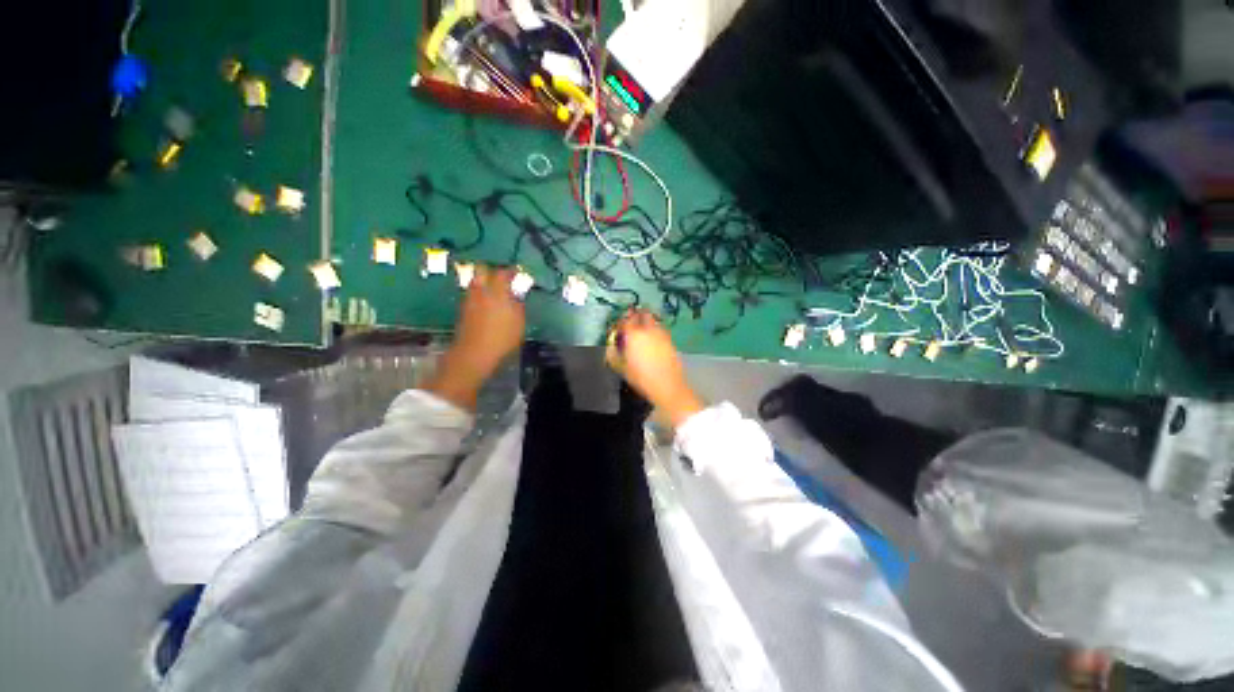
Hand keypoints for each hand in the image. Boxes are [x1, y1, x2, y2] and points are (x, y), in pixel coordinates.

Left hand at [423, 265, 525, 409]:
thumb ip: (518, 305)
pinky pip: (472, 293)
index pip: (503, 273)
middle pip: (482, 270)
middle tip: (502, 277)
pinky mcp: (463, 309)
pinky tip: (486, 302)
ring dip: (483, 281)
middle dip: (492, 271)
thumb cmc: (502, 337)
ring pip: (475, 281)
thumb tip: (516, 294)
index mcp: (497, 291)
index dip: (511, 271)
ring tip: (494, 289)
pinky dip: (479, 293)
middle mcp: (481, 291)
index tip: (518, 272)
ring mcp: (469, 299)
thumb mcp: (519, 322)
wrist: (475, 353)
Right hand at [606, 308, 703, 427]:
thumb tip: (610, 347)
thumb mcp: (622, 368)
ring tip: (644, 328)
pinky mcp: (671, 340)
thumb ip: (613, 354)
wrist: (667, 385)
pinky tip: (654, 339)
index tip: (620, 324)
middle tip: (633, 320)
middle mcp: (648, 330)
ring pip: (654, 320)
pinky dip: (656, 329)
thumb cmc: (641, 378)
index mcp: (634, 335)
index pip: (626, 319)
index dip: (622, 319)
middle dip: (637, 314)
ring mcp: (662, 334)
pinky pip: (661, 329)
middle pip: (643, 314)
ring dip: (648, 320)